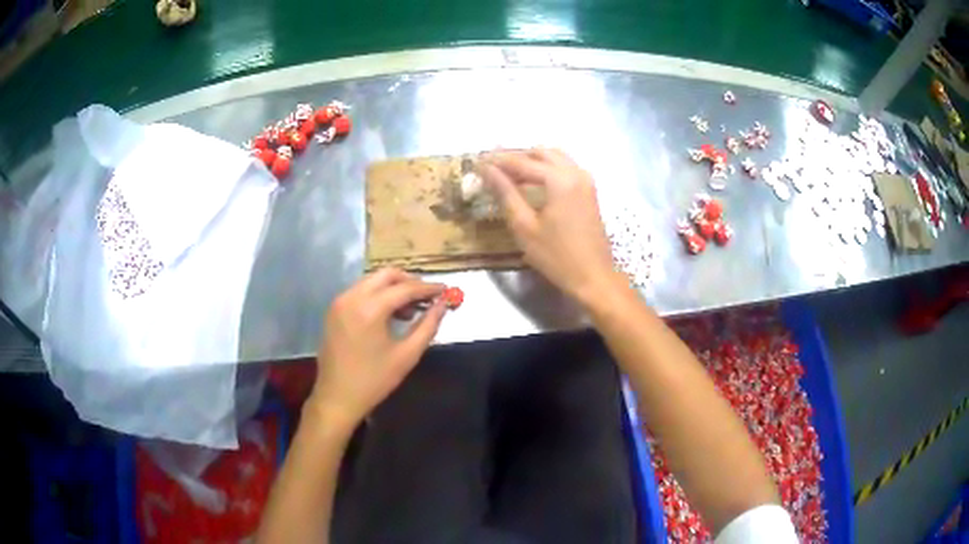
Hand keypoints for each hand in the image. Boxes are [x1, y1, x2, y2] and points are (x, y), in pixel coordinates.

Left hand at [309, 268, 446, 428]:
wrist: (337, 397)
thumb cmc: (374, 380)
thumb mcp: (407, 355)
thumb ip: (427, 326)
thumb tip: (442, 305)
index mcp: (370, 309)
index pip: (405, 288)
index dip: (428, 288)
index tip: (445, 290)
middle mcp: (352, 297)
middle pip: (386, 274)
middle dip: (409, 281)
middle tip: (427, 297)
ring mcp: (340, 302)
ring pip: (372, 280)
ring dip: (393, 288)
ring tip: (409, 309)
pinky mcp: (334, 309)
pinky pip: (360, 291)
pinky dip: (377, 295)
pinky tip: (388, 314)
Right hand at [480, 149, 618, 305]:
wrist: (593, 277)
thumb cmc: (556, 256)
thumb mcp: (524, 226)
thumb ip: (505, 192)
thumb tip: (486, 170)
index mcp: (559, 179)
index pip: (521, 161)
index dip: (497, 161)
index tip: (477, 162)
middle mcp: (575, 172)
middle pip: (540, 153)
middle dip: (515, 157)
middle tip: (492, 167)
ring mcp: (585, 180)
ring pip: (554, 158)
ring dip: (531, 161)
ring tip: (509, 174)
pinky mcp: (589, 191)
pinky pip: (565, 168)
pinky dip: (546, 169)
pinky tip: (531, 183)